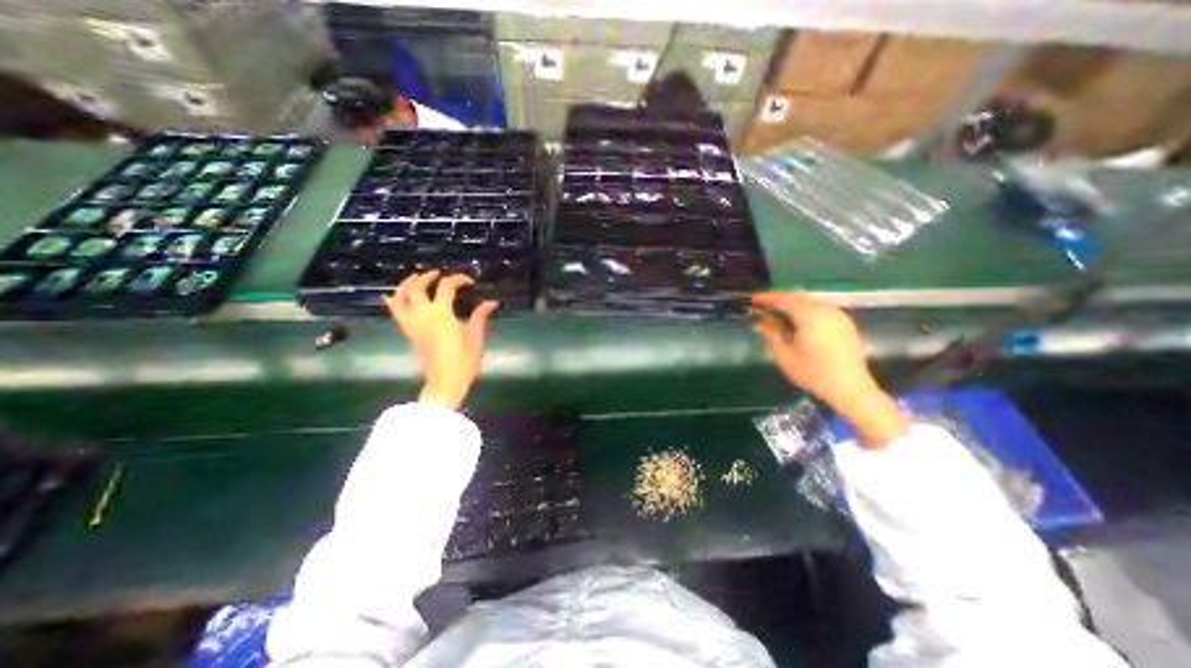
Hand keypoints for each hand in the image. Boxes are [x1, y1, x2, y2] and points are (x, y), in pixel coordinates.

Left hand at [387, 269, 498, 407]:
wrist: (445, 381)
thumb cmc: (463, 360)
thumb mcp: (475, 336)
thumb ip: (480, 316)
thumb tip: (491, 302)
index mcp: (441, 313)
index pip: (446, 287)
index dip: (458, 280)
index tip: (469, 282)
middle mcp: (422, 315)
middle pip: (417, 288)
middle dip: (427, 277)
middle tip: (438, 274)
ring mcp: (412, 324)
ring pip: (400, 298)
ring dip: (405, 285)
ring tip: (414, 279)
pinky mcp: (408, 333)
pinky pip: (395, 312)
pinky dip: (394, 301)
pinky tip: (394, 297)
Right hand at [753, 293, 912, 448]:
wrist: (851, 389)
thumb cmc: (814, 374)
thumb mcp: (785, 355)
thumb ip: (772, 333)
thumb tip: (759, 321)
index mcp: (811, 316)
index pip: (784, 299)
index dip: (766, 298)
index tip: (751, 300)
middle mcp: (826, 310)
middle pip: (797, 296)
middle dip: (778, 299)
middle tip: (760, 306)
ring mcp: (838, 315)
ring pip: (810, 301)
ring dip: (791, 303)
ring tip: (775, 312)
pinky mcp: (844, 323)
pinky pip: (820, 308)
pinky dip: (804, 309)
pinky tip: (795, 320)